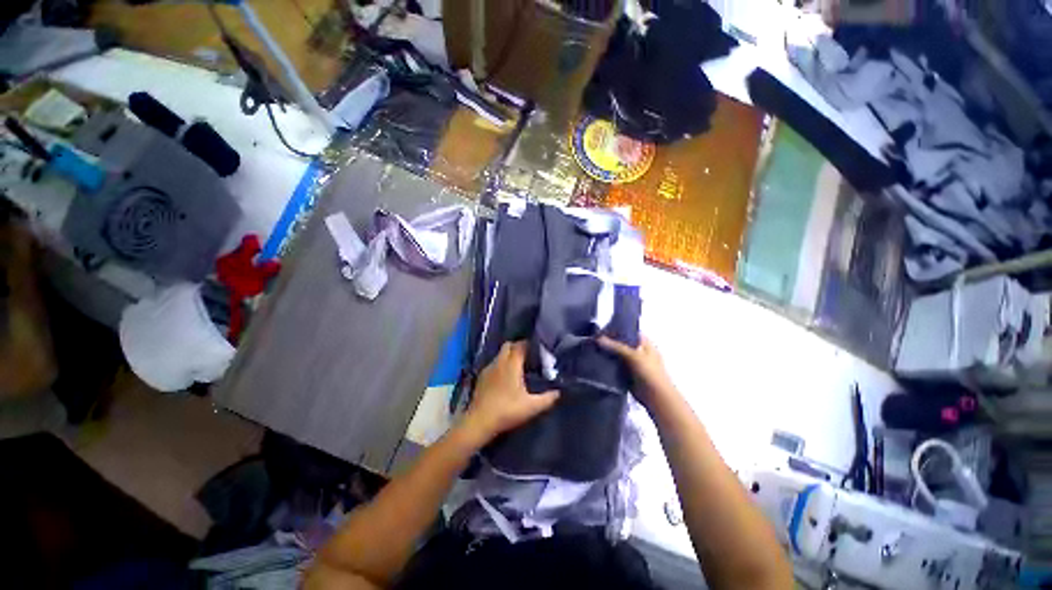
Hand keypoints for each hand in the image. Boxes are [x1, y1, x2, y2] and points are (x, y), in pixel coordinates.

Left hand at [462, 341, 559, 442]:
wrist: (479, 422)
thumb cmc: (507, 411)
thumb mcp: (531, 407)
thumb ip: (547, 399)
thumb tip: (559, 392)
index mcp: (511, 364)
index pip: (520, 345)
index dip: (529, 344)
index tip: (538, 349)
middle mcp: (499, 362)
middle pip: (508, 345)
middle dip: (518, 347)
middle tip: (529, 356)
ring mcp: (488, 368)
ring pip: (500, 354)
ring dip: (509, 355)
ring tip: (519, 366)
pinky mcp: (482, 377)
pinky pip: (494, 363)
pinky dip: (501, 364)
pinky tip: (505, 377)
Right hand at [599, 335, 675, 408]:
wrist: (656, 398)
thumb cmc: (650, 373)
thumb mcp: (634, 356)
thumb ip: (616, 347)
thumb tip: (598, 338)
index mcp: (644, 343)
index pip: (629, 332)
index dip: (617, 330)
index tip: (602, 329)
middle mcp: (638, 351)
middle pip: (621, 344)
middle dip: (609, 342)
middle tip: (593, 339)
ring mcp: (633, 364)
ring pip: (617, 355)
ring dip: (607, 354)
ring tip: (591, 348)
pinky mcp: (627, 374)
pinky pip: (615, 367)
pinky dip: (608, 365)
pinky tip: (596, 362)